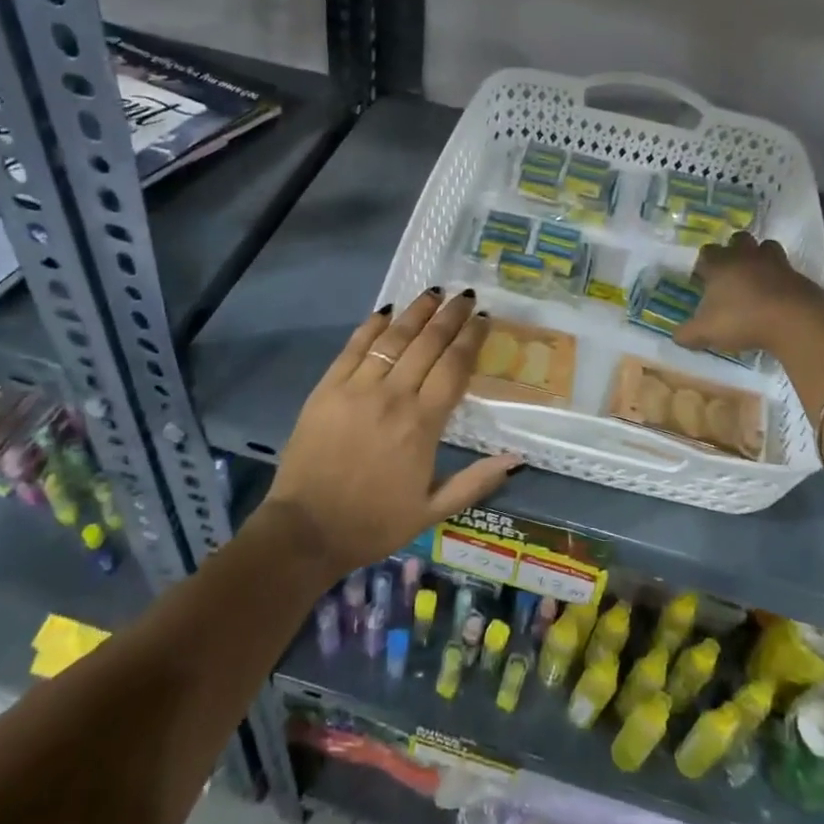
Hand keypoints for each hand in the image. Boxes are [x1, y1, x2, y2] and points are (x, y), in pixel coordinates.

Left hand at [265, 289, 519, 575]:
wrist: (306, 530)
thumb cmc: (374, 523)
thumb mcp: (432, 511)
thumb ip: (476, 482)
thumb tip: (517, 459)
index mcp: (422, 425)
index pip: (454, 367)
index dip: (471, 338)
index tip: (483, 318)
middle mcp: (393, 396)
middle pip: (428, 344)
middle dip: (449, 316)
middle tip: (465, 296)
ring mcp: (357, 388)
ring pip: (393, 339)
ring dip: (416, 312)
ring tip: (434, 293)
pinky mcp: (327, 388)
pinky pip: (355, 347)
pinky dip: (372, 326)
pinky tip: (386, 311)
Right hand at [676, 233, 823, 363]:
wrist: (793, 321)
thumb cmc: (742, 320)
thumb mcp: (706, 332)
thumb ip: (687, 334)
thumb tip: (676, 336)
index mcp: (720, 265)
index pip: (706, 253)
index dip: (703, 264)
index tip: (702, 279)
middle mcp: (746, 257)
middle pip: (738, 239)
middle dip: (733, 250)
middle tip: (730, 272)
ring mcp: (776, 263)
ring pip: (766, 247)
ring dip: (760, 257)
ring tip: (756, 276)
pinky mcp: (798, 275)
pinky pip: (787, 270)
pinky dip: (781, 278)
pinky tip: (777, 295)